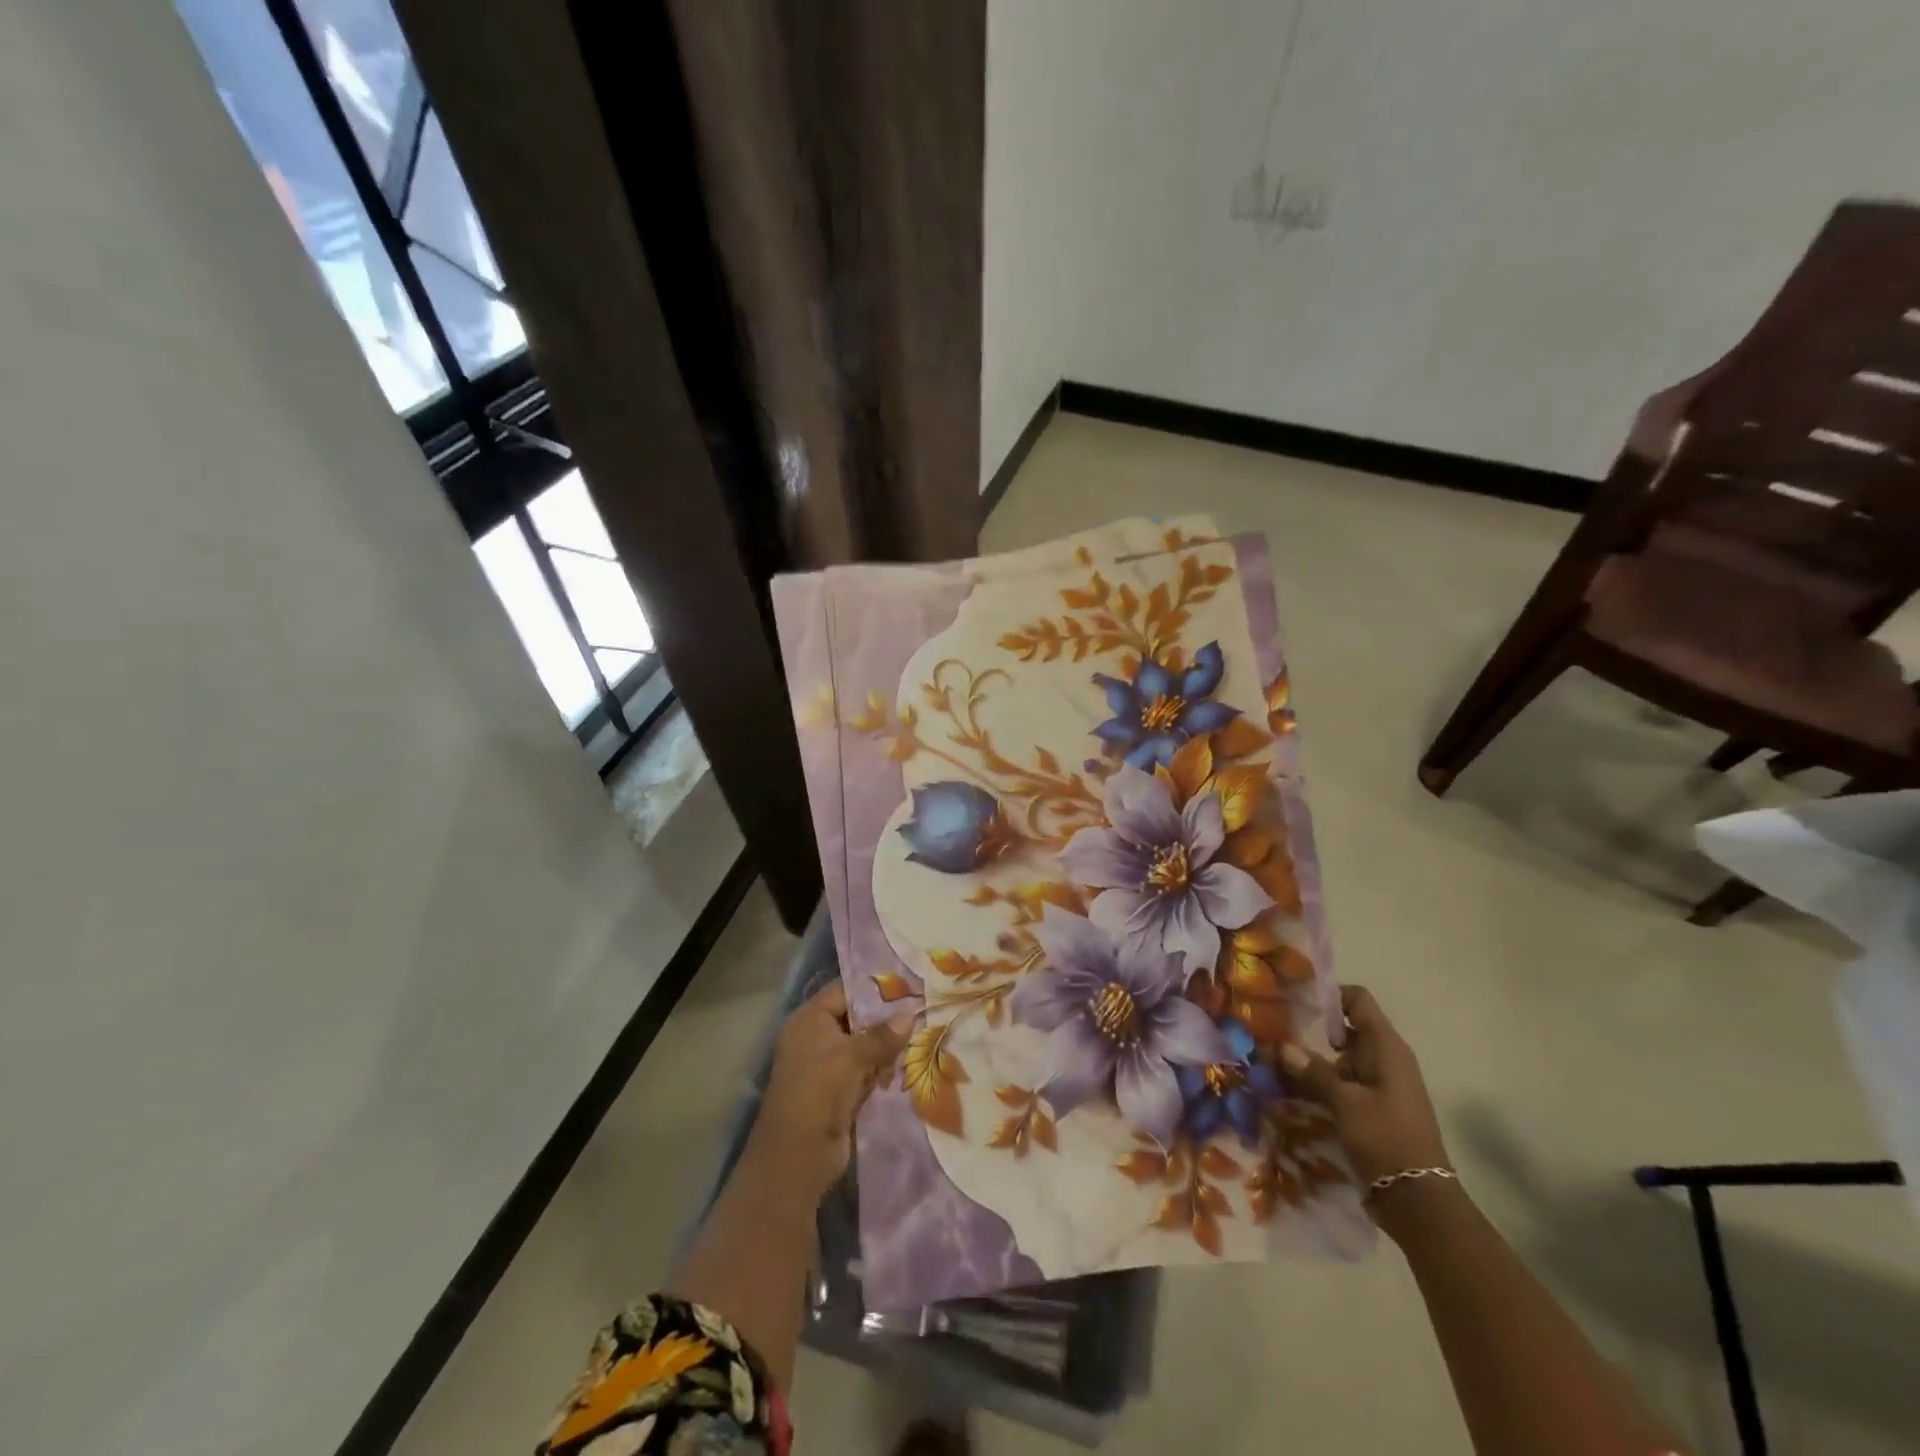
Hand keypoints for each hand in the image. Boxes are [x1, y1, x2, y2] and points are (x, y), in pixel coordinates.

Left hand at [749, 980, 912, 1203]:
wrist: (798, 1156)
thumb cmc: (820, 1091)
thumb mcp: (852, 1056)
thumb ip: (882, 1034)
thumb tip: (910, 1014)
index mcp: (809, 1020)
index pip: (844, 991)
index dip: (873, 988)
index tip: (907, 985)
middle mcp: (815, 1038)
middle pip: (855, 1019)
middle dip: (885, 1019)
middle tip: (921, 1009)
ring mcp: (825, 1066)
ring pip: (862, 1046)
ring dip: (886, 1047)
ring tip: (921, 1035)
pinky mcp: (837, 1091)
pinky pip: (863, 1071)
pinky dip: (880, 1070)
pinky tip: (906, 1065)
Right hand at [1281, 985, 1449, 1193]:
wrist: (1419, 1201)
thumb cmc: (1386, 1139)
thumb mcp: (1345, 1102)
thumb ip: (1313, 1071)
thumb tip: (1282, 1045)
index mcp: (1387, 1048)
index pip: (1358, 1000)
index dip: (1329, 995)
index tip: (1295, 1000)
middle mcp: (1386, 1059)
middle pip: (1346, 1028)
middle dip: (1312, 1029)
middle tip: (1275, 1029)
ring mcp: (1381, 1085)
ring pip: (1342, 1058)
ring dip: (1313, 1059)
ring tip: (1275, 1060)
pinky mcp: (1374, 1108)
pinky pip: (1344, 1083)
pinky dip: (1322, 1082)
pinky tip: (1293, 1089)